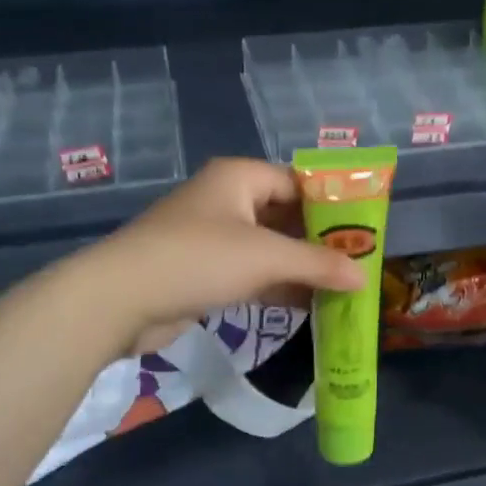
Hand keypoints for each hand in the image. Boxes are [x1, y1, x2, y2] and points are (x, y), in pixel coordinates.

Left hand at [71, 158, 365, 353]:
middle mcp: (227, 201)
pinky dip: (278, 287)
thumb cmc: (199, 259)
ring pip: (270, 249)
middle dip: (321, 242)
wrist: (120, 299)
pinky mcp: (204, 273)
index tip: (365, 230)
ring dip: (302, 268)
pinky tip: (311, 307)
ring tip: (344, 288)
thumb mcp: (266, 257)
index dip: (333, 204)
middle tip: (359, 263)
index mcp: (239, 178)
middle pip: (286, 216)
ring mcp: (213, 238)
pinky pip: (252, 274)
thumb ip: (318, 265)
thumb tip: (364, 277)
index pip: (298, 182)